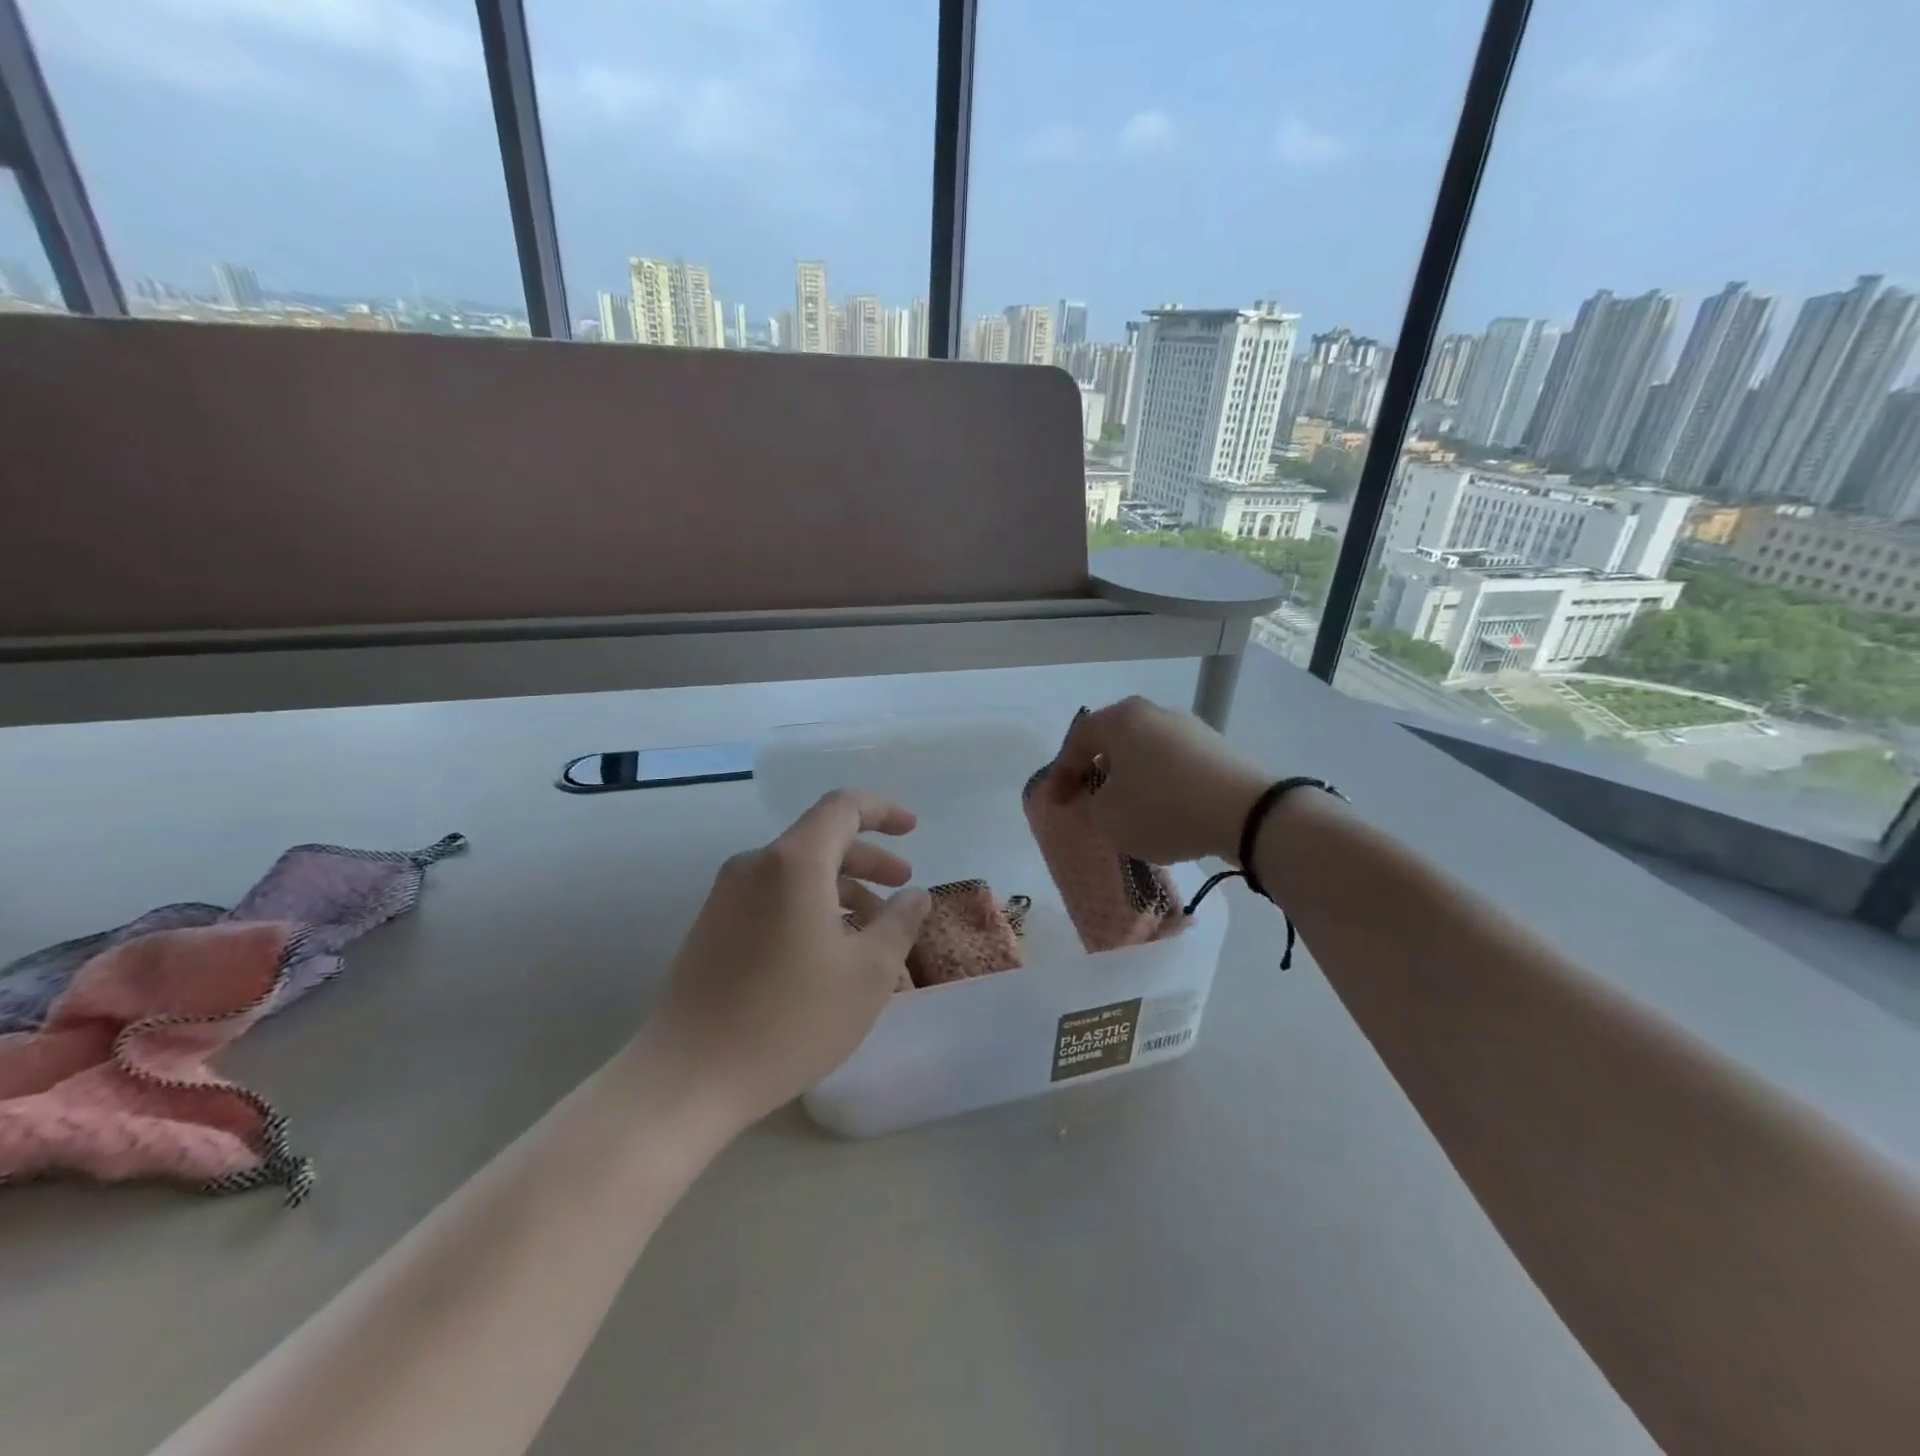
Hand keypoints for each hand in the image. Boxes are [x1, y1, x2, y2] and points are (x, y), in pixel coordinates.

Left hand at [652, 789, 930, 1129]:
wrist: (688, 1077)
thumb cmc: (790, 1019)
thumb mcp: (868, 973)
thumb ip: (899, 923)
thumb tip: (915, 895)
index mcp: (794, 862)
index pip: (842, 807)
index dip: (883, 811)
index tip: (913, 831)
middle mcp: (755, 866)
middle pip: (821, 841)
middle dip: (869, 860)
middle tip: (903, 888)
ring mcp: (727, 897)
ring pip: (798, 875)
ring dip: (842, 893)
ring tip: (874, 937)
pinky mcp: (712, 928)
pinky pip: (773, 900)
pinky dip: (811, 911)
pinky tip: (829, 956)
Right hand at [1049, 696, 1268, 864]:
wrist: (1246, 812)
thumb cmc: (1163, 808)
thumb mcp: (1109, 817)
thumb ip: (1091, 805)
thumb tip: (1100, 798)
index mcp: (1120, 719)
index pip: (1078, 740)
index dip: (1061, 773)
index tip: (1057, 803)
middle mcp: (1153, 712)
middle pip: (1113, 741)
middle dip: (1096, 771)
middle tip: (1088, 799)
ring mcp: (1189, 727)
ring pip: (1144, 752)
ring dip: (1130, 778)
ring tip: (1127, 809)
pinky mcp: (1216, 748)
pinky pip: (1173, 764)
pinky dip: (1160, 784)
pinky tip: (1163, 811)